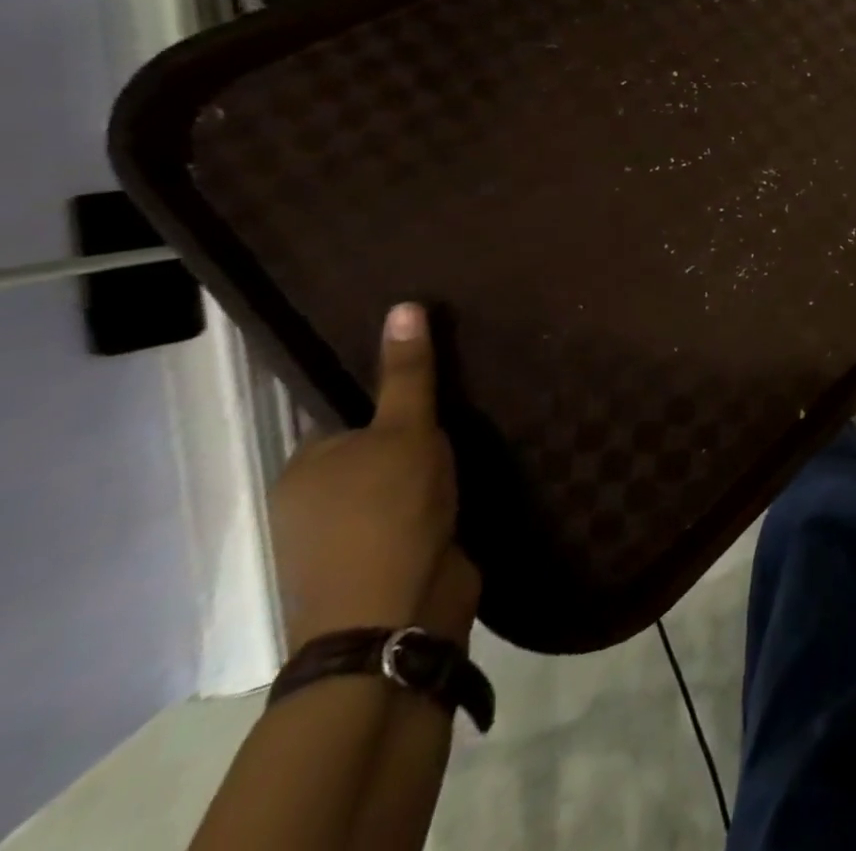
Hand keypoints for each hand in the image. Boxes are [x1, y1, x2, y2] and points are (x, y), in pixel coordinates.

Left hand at [270, 303, 476, 653]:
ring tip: (486, 427)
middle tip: (473, 395)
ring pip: (399, 480)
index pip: (347, 412)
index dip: (391, 392)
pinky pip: (418, 509)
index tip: (439, 372)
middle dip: (418, 428)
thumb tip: (403, 304)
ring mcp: (350, 536)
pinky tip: (479, 474)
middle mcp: (316, 500)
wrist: (396, 616)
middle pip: (375, 446)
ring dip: (434, 463)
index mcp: (305, 466)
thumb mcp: (405, 430)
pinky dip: (443, 494)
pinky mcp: (389, 559)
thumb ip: (408, 373)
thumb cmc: (388, 512)